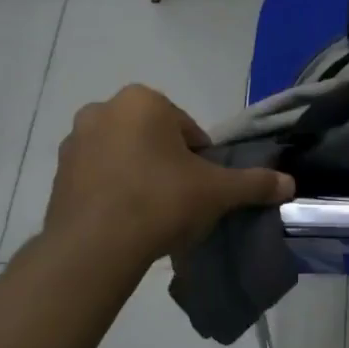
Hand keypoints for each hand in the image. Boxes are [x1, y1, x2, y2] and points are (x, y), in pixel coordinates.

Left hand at [42, 85, 293, 266]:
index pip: (187, 128)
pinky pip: (98, 176)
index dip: (200, 159)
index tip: (201, 187)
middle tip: (179, 199)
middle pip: (153, 137)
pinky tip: (125, 220)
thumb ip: (254, 183)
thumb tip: (290, 184)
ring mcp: (75, 142)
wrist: (95, 247)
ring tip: (151, 213)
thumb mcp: (217, 192)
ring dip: (139, 175)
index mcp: (142, 101)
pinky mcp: (58, 174)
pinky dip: (113, 190)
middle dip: (167, 163)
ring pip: (123, 155)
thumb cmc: (161, 201)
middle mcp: (103, 110)